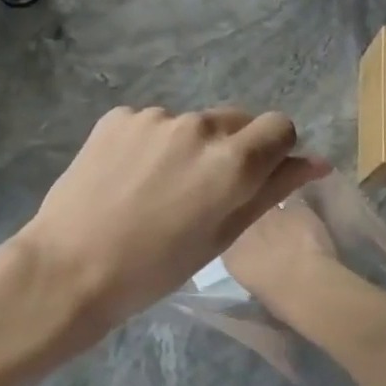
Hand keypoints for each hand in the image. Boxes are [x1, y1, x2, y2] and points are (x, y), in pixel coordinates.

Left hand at [16, 106, 328, 330]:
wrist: (70, 267)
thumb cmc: (154, 268)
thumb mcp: (222, 236)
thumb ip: (271, 191)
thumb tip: (315, 162)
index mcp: (232, 160)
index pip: (280, 126)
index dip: (274, 151)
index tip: (254, 177)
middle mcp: (197, 126)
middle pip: (235, 121)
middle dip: (231, 148)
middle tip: (201, 191)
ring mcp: (154, 116)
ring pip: (190, 124)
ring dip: (187, 146)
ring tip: (155, 189)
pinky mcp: (118, 116)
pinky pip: (151, 124)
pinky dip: (150, 144)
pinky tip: (127, 178)